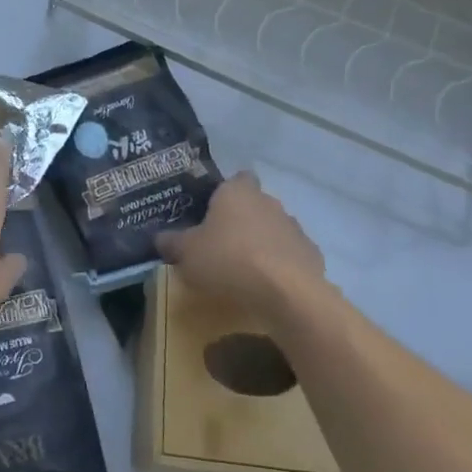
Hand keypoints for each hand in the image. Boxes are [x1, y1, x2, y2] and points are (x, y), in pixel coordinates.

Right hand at [156, 171, 326, 323]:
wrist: (287, 293)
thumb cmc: (229, 260)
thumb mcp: (187, 253)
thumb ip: (172, 243)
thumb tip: (160, 238)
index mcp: (237, 192)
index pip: (235, 178)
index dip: (225, 192)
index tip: (212, 211)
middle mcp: (268, 201)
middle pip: (253, 204)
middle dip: (241, 221)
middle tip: (220, 244)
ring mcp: (294, 227)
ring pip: (273, 229)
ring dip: (262, 243)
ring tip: (244, 270)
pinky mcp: (312, 255)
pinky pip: (290, 255)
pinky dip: (280, 266)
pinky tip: (268, 286)